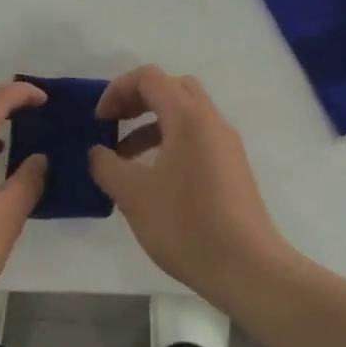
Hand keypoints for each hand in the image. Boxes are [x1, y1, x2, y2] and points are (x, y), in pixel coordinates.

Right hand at [88, 66, 298, 302]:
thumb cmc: (186, 224)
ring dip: (151, 125)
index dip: (117, 90)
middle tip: (113, 125)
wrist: (247, 269)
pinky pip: (196, 138)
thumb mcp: (132, 194)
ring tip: (124, 159)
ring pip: (185, 115)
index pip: (149, 77)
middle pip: (172, 88)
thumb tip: (98, 152)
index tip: (99, 121)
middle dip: (137, 100)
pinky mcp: (232, 169)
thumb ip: (106, 165)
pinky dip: (169, 143)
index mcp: (188, 117)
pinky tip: (152, 179)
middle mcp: (212, 122)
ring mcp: (226, 145)